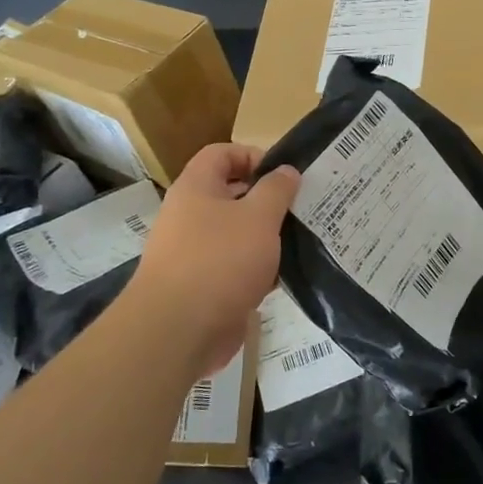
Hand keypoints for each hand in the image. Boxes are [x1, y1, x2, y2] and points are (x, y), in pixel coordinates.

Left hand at [130, 144, 299, 374]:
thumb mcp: (259, 216)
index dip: (253, 155)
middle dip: (268, 200)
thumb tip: (286, 170)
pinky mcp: (205, 285)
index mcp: (197, 188)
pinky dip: (258, 270)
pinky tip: (284, 277)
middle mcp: (191, 215)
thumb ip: (277, 190)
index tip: (285, 175)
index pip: (222, 154)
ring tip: (303, 241)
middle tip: (303, 207)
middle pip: (232, 194)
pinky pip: (236, 267)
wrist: (179, 330)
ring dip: (267, 238)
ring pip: (238, 234)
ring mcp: (195, 252)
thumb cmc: (220, 260)